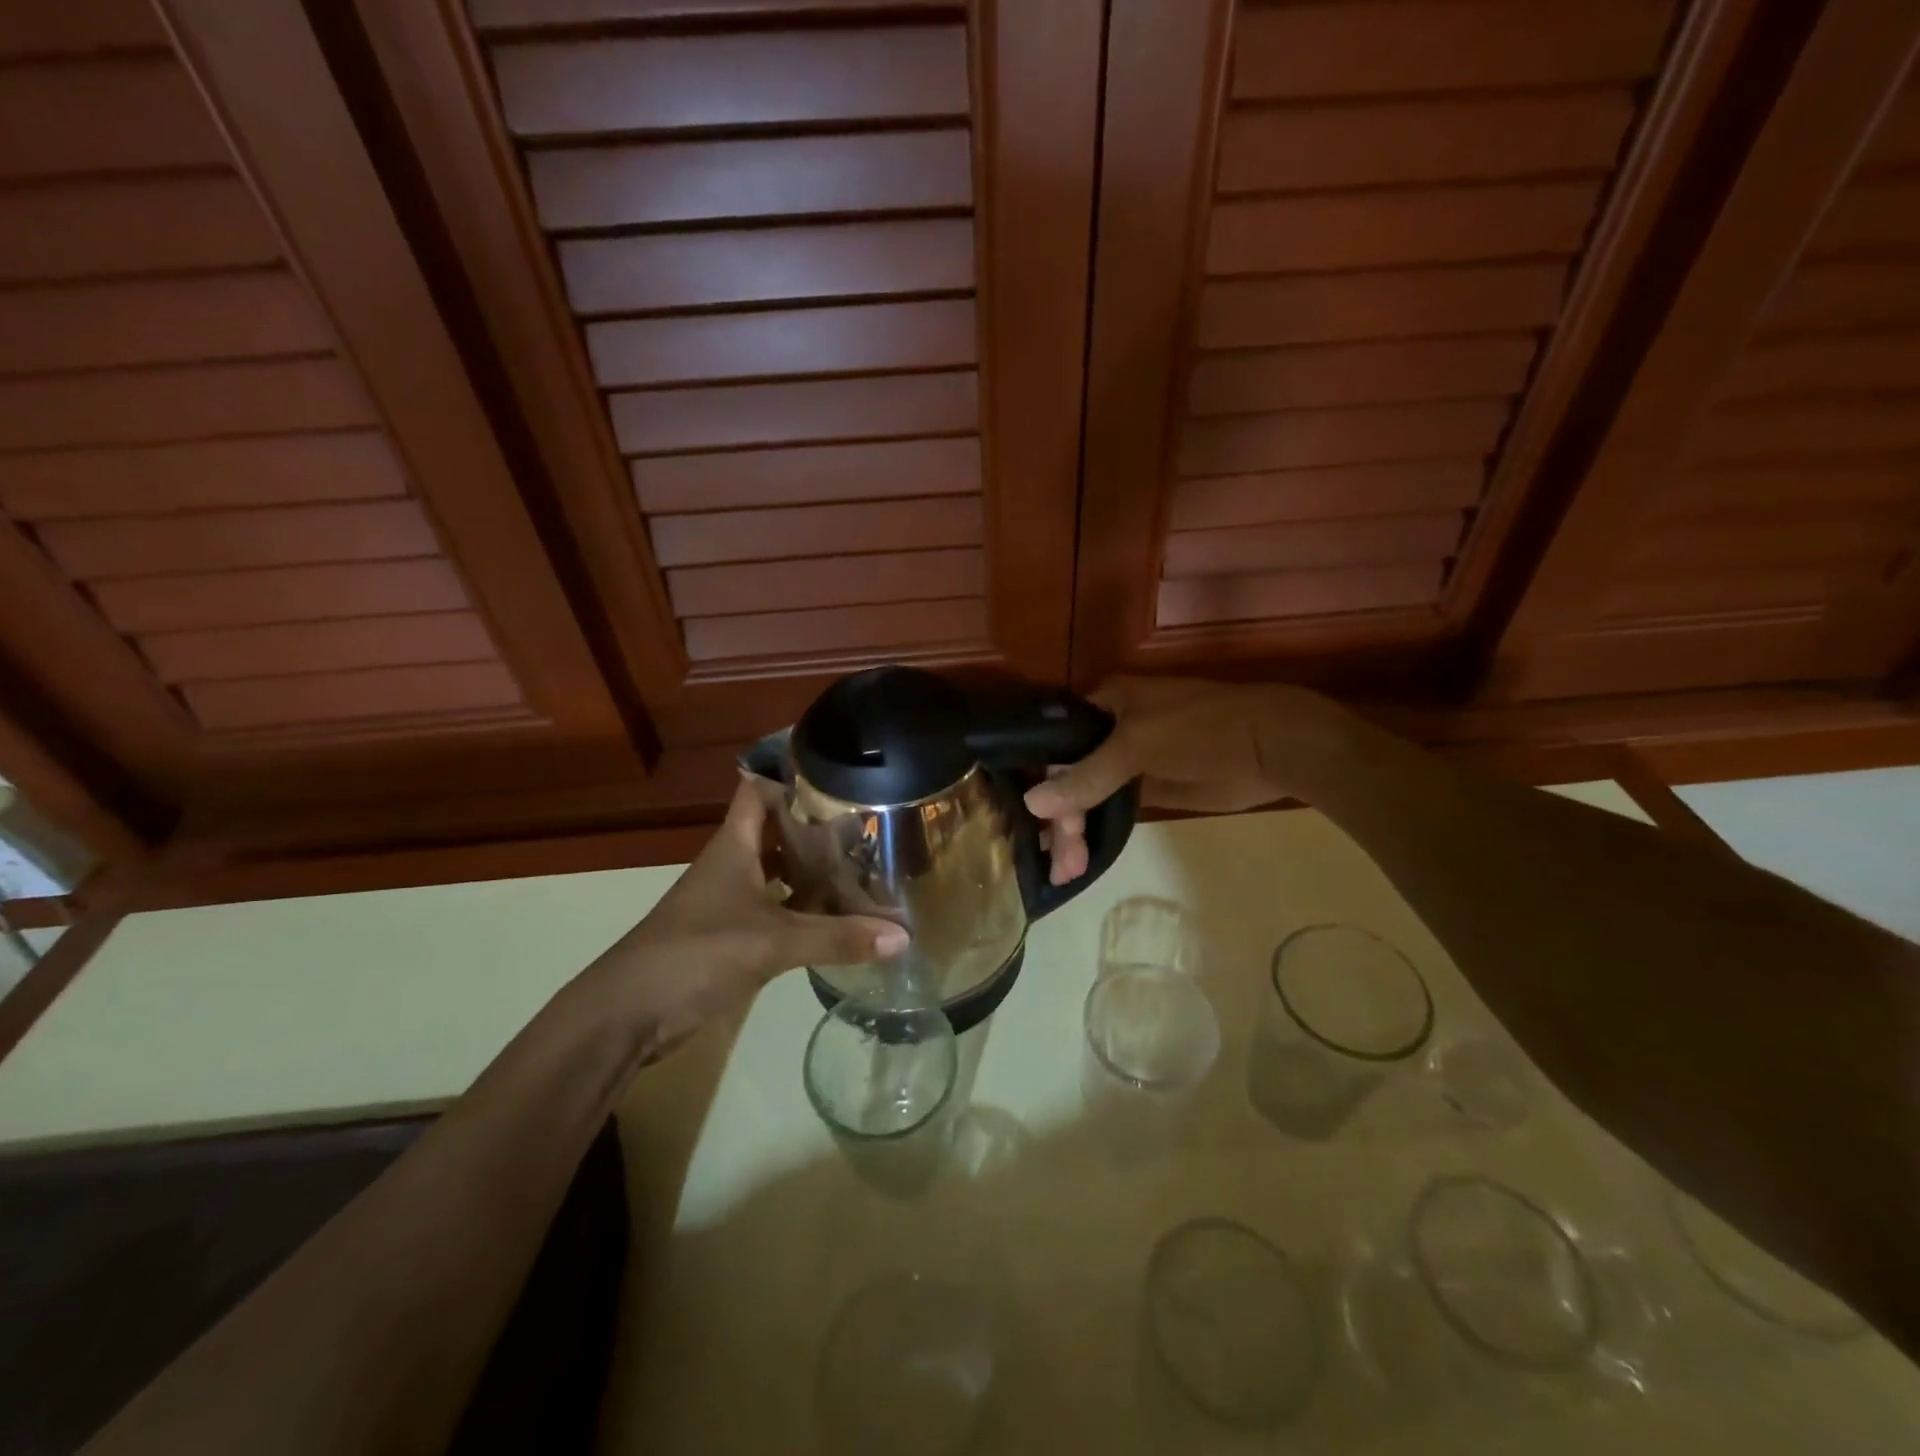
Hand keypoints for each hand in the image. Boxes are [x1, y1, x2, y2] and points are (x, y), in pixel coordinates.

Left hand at [596, 780, 907, 1040]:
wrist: (627, 1015)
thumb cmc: (696, 954)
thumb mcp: (772, 943)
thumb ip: (836, 938)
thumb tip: (902, 936)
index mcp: (734, 847)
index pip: (759, 792)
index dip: (792, 780)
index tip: (840, 781)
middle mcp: (732, 866)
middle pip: (776, 833)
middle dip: (817, 831)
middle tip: (868, 831)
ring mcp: (729, 902)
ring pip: (777, 875)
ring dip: (812, 874)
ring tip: (863, 871)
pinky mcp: (730, 937)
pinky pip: (775, 912)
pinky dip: (803, 912)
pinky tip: (835, 920)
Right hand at [1025, 676, 1334, 883]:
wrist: (1273, 746)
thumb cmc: (1201, 730)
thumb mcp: (1136, 745)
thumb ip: (1086, 776)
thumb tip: (1032, 804)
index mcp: (1106, 703)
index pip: (1057, 742)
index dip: (1043, 780)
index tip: (1034, 822)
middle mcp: (1111, 729)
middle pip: (1071, 774)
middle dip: (1063, 818)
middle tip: (1061, 863)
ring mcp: (1131, 760)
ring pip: (1089, 794)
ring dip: (1075, 829)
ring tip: (1068, 870)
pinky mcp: (1151, 786)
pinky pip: (1114, 806)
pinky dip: (1098, 829)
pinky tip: (1081, 856)